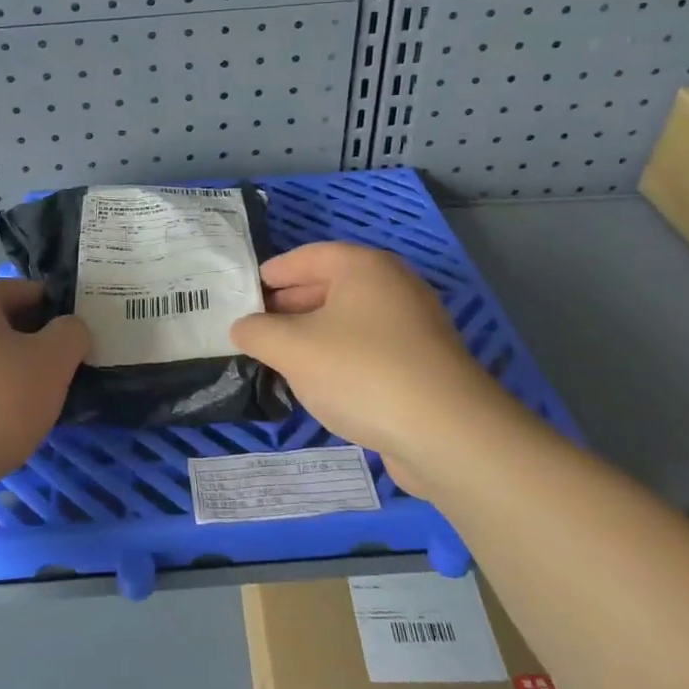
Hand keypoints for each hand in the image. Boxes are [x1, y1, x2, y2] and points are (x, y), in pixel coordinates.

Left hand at [0, 279, 87, 515]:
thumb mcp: (52, 363)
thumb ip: (71, 333)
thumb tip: (68, 329)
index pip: (27, 291)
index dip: (58, 316)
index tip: (76, 347)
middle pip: (2, 324)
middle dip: (33, 348)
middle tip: (58, 380)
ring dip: (9, 375)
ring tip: (30, 409)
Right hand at [230, 242, 534, 495]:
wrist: (446, 432)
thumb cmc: (360, 372)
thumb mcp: (292, 349)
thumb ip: (257, 332)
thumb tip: (242, 327)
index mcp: (364, 267)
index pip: (308, 255)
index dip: (274, 271)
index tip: (246, 291)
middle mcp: (393, 286)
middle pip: (330, 285)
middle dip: (290, 304)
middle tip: (255, 326)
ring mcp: (414, 325)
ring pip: (350, 319)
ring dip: (313, 333)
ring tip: (280, 355)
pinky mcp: (423, 363)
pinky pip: (369, 347)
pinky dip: (340, 355)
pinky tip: (320, 382)